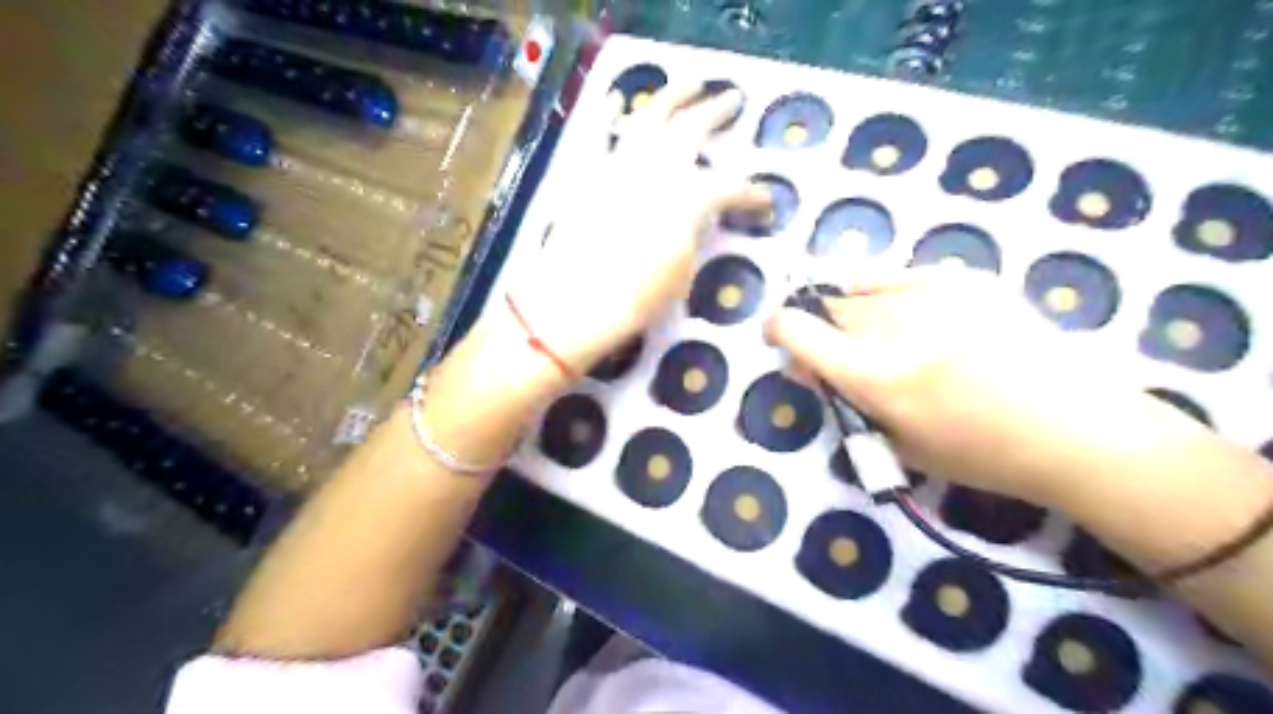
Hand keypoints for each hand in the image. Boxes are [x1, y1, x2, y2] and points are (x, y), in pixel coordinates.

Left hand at [506, 80, 764, 377]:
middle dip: (716, 112)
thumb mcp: (683, 269)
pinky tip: (615, 101)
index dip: (752, 194)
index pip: (730, 188)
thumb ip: (693, 232)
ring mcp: (619, 165)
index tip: (765, 202)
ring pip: (648, 117)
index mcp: (688, 196)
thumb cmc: (638, 296)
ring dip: (672, 95)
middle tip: (732, 99)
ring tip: (690, 82)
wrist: (578, 300)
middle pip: (692, 129)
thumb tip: (697, 218)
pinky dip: (606, 116)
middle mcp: (657, 168)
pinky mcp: (586, 173)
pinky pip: (596, 136)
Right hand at [759, 268, 1206, 506]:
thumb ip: (844, 398)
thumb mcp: (895, 443)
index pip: (795, 329)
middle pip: (828, 307)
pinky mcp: (961, 277)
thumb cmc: (978, 453)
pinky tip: (920, 320)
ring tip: (890, 337)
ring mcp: (928, 293)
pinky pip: (900, 277)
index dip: (778, 329)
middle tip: (851, 355)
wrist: (1074, 427)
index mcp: (869, 373)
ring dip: (858, 312)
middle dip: (825, 329)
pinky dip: (893, 295)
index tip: (781, 337)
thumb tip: (809, 364)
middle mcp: (889, 325)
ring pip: (860, 288)